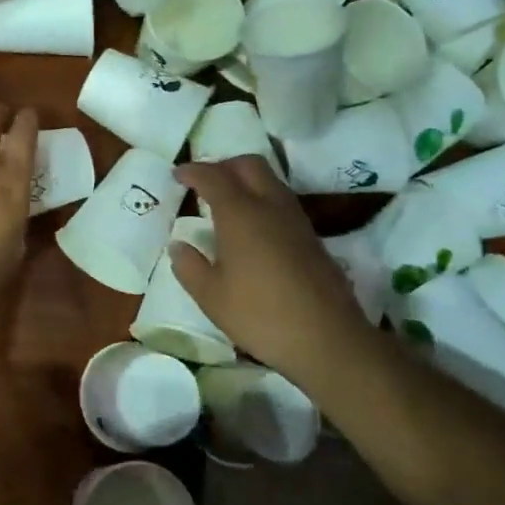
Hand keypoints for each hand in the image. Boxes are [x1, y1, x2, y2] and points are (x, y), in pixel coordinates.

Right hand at [170, 156, 369, 384]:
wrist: (327, 339)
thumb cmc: (260, 315)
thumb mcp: (211, 297)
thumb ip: (190, 267)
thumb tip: (178, 246)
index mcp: (240, 214)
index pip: (213, 177)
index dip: (192, 171)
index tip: (177, 174)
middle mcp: (270, 206)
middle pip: (248, 164)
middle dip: (223, 165)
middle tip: (204, 182)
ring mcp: (296, 220)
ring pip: (270, 180)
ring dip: (246, 180)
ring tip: (226, 202)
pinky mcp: (312, 237)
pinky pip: (282, 201)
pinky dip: (262, 199)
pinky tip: (253, 227)